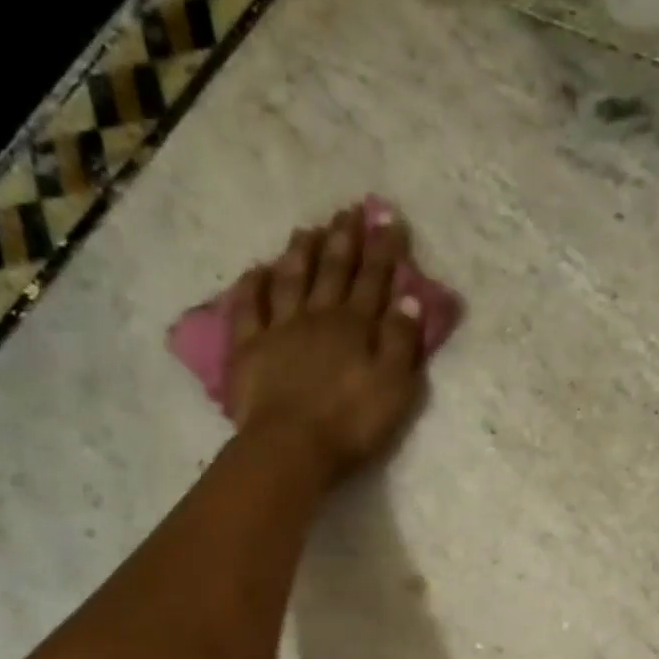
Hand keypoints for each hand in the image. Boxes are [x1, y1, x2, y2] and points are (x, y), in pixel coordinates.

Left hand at [226, 204, 427, 481]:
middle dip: (343, 240)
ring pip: (291, 280)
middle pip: (332, 271)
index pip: (373, 279)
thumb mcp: (394, 386)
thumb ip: (402, 341)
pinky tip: (257, 270)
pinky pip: (249, 308)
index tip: (388, 218)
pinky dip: (253, 286)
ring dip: (300, 253)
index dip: (383, 248)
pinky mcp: (249, 349)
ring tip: (307, 230)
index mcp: (355, 326)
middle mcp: (317, 316)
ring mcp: (279, 329)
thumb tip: (410, 299)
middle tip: (348, 211)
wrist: (292, 446)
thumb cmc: (351, 422)